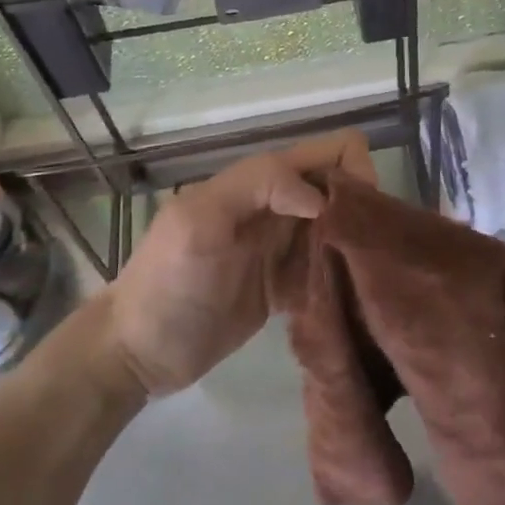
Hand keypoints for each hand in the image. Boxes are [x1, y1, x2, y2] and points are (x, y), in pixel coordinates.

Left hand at [104, 130, 377, 395]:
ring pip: (340, 228)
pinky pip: (328, 269)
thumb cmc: (167, 284)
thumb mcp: (200, 222)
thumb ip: (258, 185)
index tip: (357, 216)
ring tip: (364, 278)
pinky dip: (342, 276)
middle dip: (361, 211)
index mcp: (260, 182)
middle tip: (365, 254)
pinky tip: (348, 297)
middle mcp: (278, 207)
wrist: (138, 353)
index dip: (353, 171)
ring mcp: (282, 247)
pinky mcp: (285, 286)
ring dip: (355, 245)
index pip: (327, 152)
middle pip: (341, 189)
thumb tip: (322, 198)